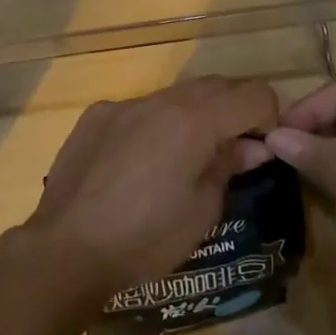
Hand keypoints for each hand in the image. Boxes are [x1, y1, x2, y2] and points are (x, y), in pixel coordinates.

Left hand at [22, 77, 279, 302]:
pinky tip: (140, 163)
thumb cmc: (144, 240)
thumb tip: (252, 146)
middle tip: (233, 150)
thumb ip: (228, 166)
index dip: (269, 117)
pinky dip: (154, 124)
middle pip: (215, 86)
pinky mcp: (95, 116)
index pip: (253, 94)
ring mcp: (123, 105)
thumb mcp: (202, 212)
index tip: (263, 149)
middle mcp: (160, 101)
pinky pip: (139, 108)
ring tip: (187, 156)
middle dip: (234, 110)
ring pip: (175, 94)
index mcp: (194, 121)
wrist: (66, 248)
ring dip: (194, 114)